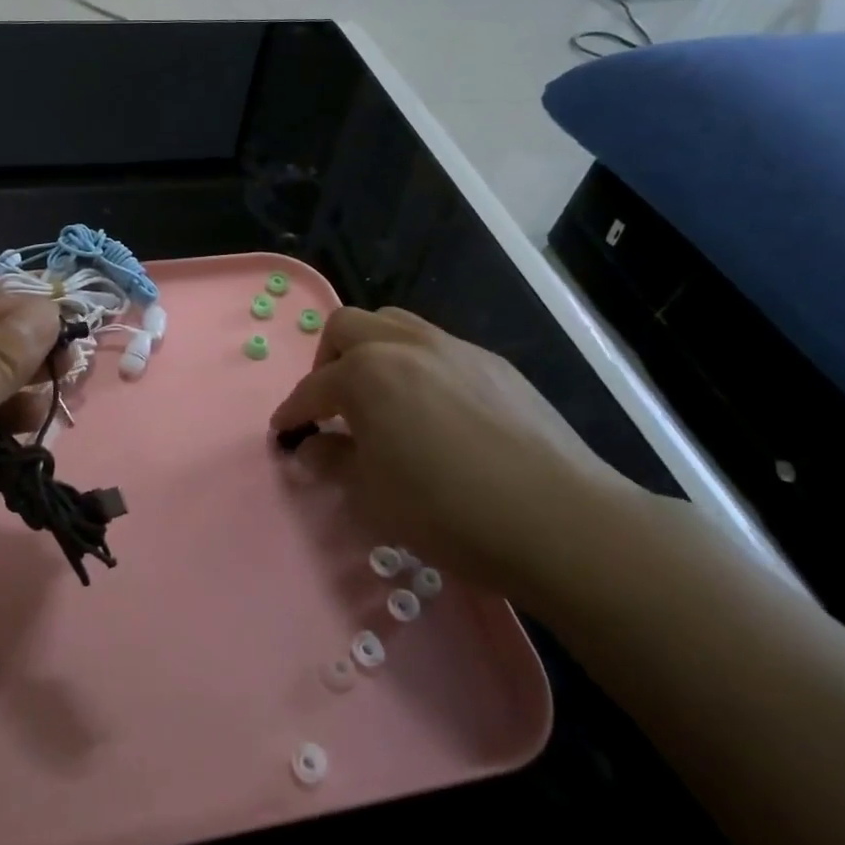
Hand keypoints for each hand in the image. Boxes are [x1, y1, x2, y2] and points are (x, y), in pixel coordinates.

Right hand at [270, 307, 646, 604]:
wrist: (560, 520)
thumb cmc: (448, 510)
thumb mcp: (373, 495)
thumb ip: (333, 461)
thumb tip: (311, 448)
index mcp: (367, 374)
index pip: (313, 388)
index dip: (292, 412)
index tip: (284, 433)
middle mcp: (405, 345)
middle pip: (347, 327)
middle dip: (327, 361)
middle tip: (331, 404)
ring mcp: (454, 348)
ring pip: (394, 324)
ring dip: (372, 352)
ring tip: (379, 397)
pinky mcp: (494, 364)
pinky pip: (438, 347)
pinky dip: (416, 366)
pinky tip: (433, 410)